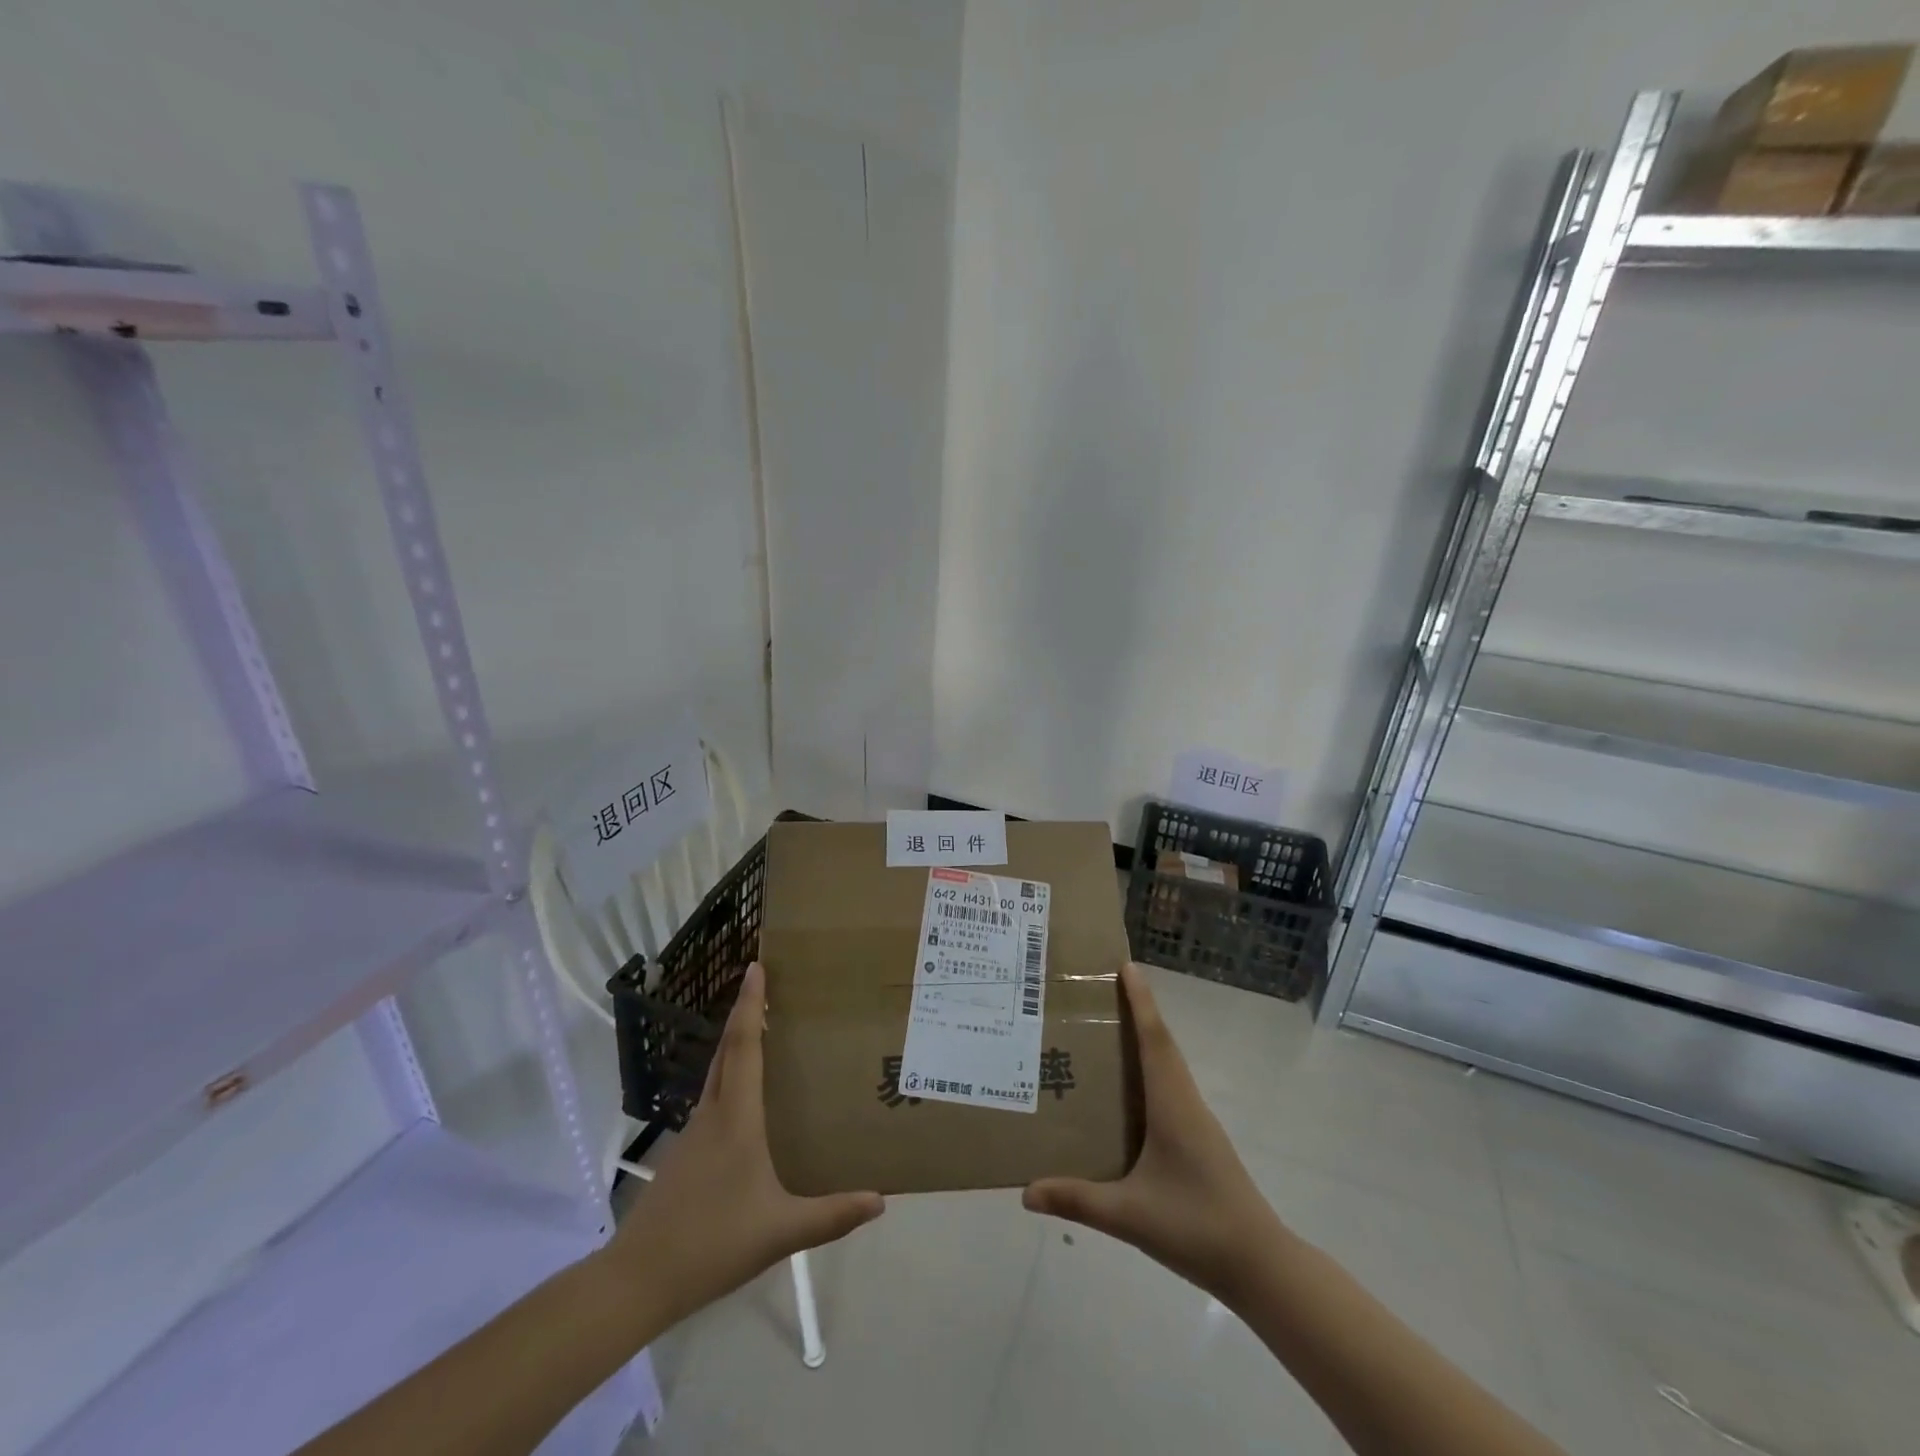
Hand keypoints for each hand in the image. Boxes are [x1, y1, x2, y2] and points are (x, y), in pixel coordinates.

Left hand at [603, 963, 884, 1326]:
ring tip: (765, 1033)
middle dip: (744, 1013)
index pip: (745, 1046)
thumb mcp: (781, 1231)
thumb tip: (882, 1200)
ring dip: (736, 1044)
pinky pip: (712, 1098)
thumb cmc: (712, 1244)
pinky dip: (730, 1077)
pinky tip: (746, 1100)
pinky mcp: (685, 1154)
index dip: (751, 1004)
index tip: (756, 967)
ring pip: (717, 1073)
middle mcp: (712, 1113)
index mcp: (736, 1118)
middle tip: (766, 985)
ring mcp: (693, 1133)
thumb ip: (832, 1215)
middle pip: (727, 1050)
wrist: (637, 1281)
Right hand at [1023, 962, 1281, 1301]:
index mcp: (1172, 1105)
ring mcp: (1196, 1121)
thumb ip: (1078, 1200)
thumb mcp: (1129, 1216)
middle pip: (1162, 1043)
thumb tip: (1025, 1191)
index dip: (1140, 1000)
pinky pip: (1171, 1086)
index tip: (1126, 965)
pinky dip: (1151, 1068)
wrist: (1261, 1266)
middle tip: (1104, 988)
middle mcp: (1186, 1101)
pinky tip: (1129, 1090)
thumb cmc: (1197, 1227)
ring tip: (1108, 1029)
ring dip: (1145, 1038)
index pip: (1154, 1039)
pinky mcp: (1200, 1139)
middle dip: (1138, 1010)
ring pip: (1169, 1064)